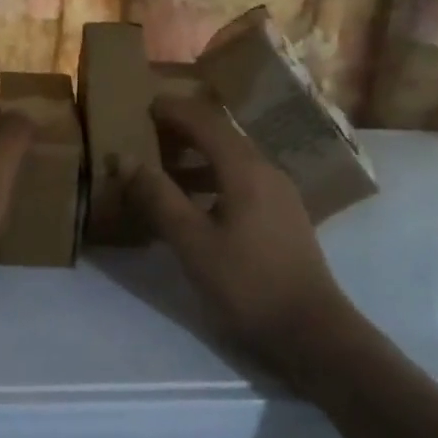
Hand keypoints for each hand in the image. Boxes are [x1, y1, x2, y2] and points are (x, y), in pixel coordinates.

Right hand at [124, 96, 351, 381]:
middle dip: (184, 130)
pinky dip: (213, 180)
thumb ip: (158, 197)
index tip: (144, 105)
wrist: (312, 332)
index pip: (205, 121)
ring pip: (232, 160)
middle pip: (222, 136)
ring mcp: (280, 193)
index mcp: (245, 169)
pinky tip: (194, 204)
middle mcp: (266, 170)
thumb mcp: (192, 243)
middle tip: (148, 133)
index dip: (174, 110)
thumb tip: (126, 159)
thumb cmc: (247, 284)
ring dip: (197, 158)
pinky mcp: (283, 216)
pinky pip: (242, 181)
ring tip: (163, 169)